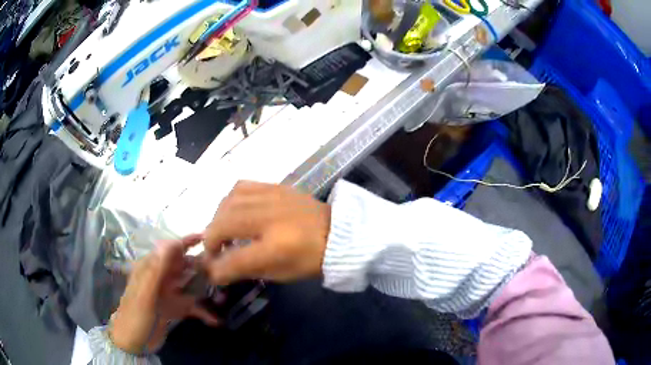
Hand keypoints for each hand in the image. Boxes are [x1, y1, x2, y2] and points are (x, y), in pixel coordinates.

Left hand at [110, 234, 219, 353]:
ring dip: (206, 292)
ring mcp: (169, 293)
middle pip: (185, 268)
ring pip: (192, 286)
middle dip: (204, 270)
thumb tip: (170, 242)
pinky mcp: (175, 308)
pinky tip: (216, 320)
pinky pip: (192, 306)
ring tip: (224, 300)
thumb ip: (157, 270)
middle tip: (224, 275)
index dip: (189, 243)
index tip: (209, 239)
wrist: (132, 343)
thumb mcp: (145, 295)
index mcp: (151, 269)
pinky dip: (204, 312)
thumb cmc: (135, 317)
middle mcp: (162, 278)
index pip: (171, 250)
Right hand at [203, 181, 330, 284]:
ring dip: (218, 219)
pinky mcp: (275, 186)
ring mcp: (271, 198)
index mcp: (275, 249)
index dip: (216, 268)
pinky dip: (230, 200)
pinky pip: (241, 186)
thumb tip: (218, 268)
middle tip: (214, 250)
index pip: (233, 260)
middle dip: (211, 240)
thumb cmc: (310, 259)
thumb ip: (245, 270)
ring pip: (227, 203)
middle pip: (222, 225)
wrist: (337, 232)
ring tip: (222, 231)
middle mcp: (269, 219)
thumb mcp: (279, 274)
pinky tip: (234, 210)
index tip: (211, 272)